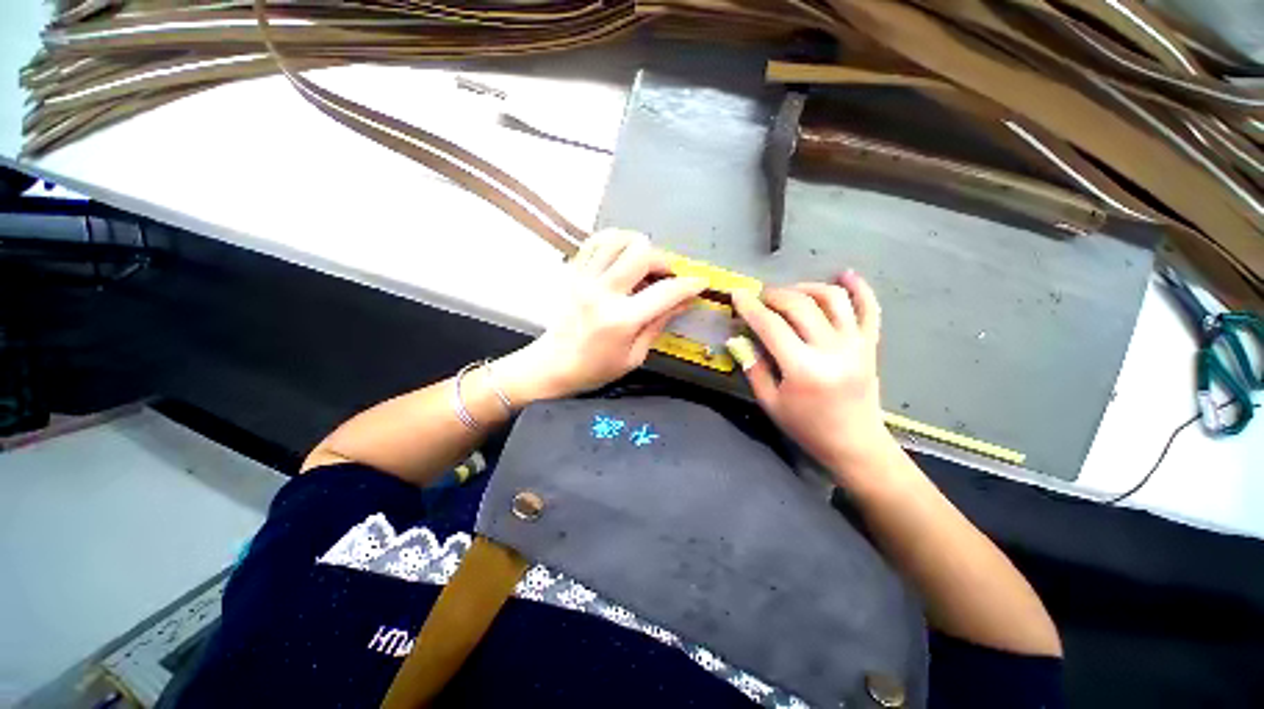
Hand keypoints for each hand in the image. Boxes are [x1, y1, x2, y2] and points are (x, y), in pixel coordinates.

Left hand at [496, 229, 705, 402]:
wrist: (552, 365)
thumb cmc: (596, 368)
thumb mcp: (634, 356)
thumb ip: (658, 324)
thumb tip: (683, 302)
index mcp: (621, 320)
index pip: (665, 292)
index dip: (689, 284)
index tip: (700, 282)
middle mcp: (602, 293)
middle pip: (642, 253)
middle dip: (663, 261)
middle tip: (664, 276)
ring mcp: (584, 279)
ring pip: (618, 239)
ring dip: (638, 246)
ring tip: (642, 263)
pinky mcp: (572, 273)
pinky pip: (595, 241)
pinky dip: (613, 241)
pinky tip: (620, 255)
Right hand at [731, 272, 893, 479]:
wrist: (855, 444)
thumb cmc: (807, 427)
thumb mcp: (770, 403)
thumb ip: (753, 367)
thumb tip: (736, 339)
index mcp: (803, 368)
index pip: (770, 326)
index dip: (750, 308)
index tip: (736, 295)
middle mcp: (832, 349)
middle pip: (799, 305)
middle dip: (774, 295)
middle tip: (759, 299)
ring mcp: (855, 343)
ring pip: (832, 298)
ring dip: (806, 287)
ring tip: (789, 292)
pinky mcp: (870, 344)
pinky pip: (869, 308)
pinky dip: (859, 288)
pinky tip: (845, 274)